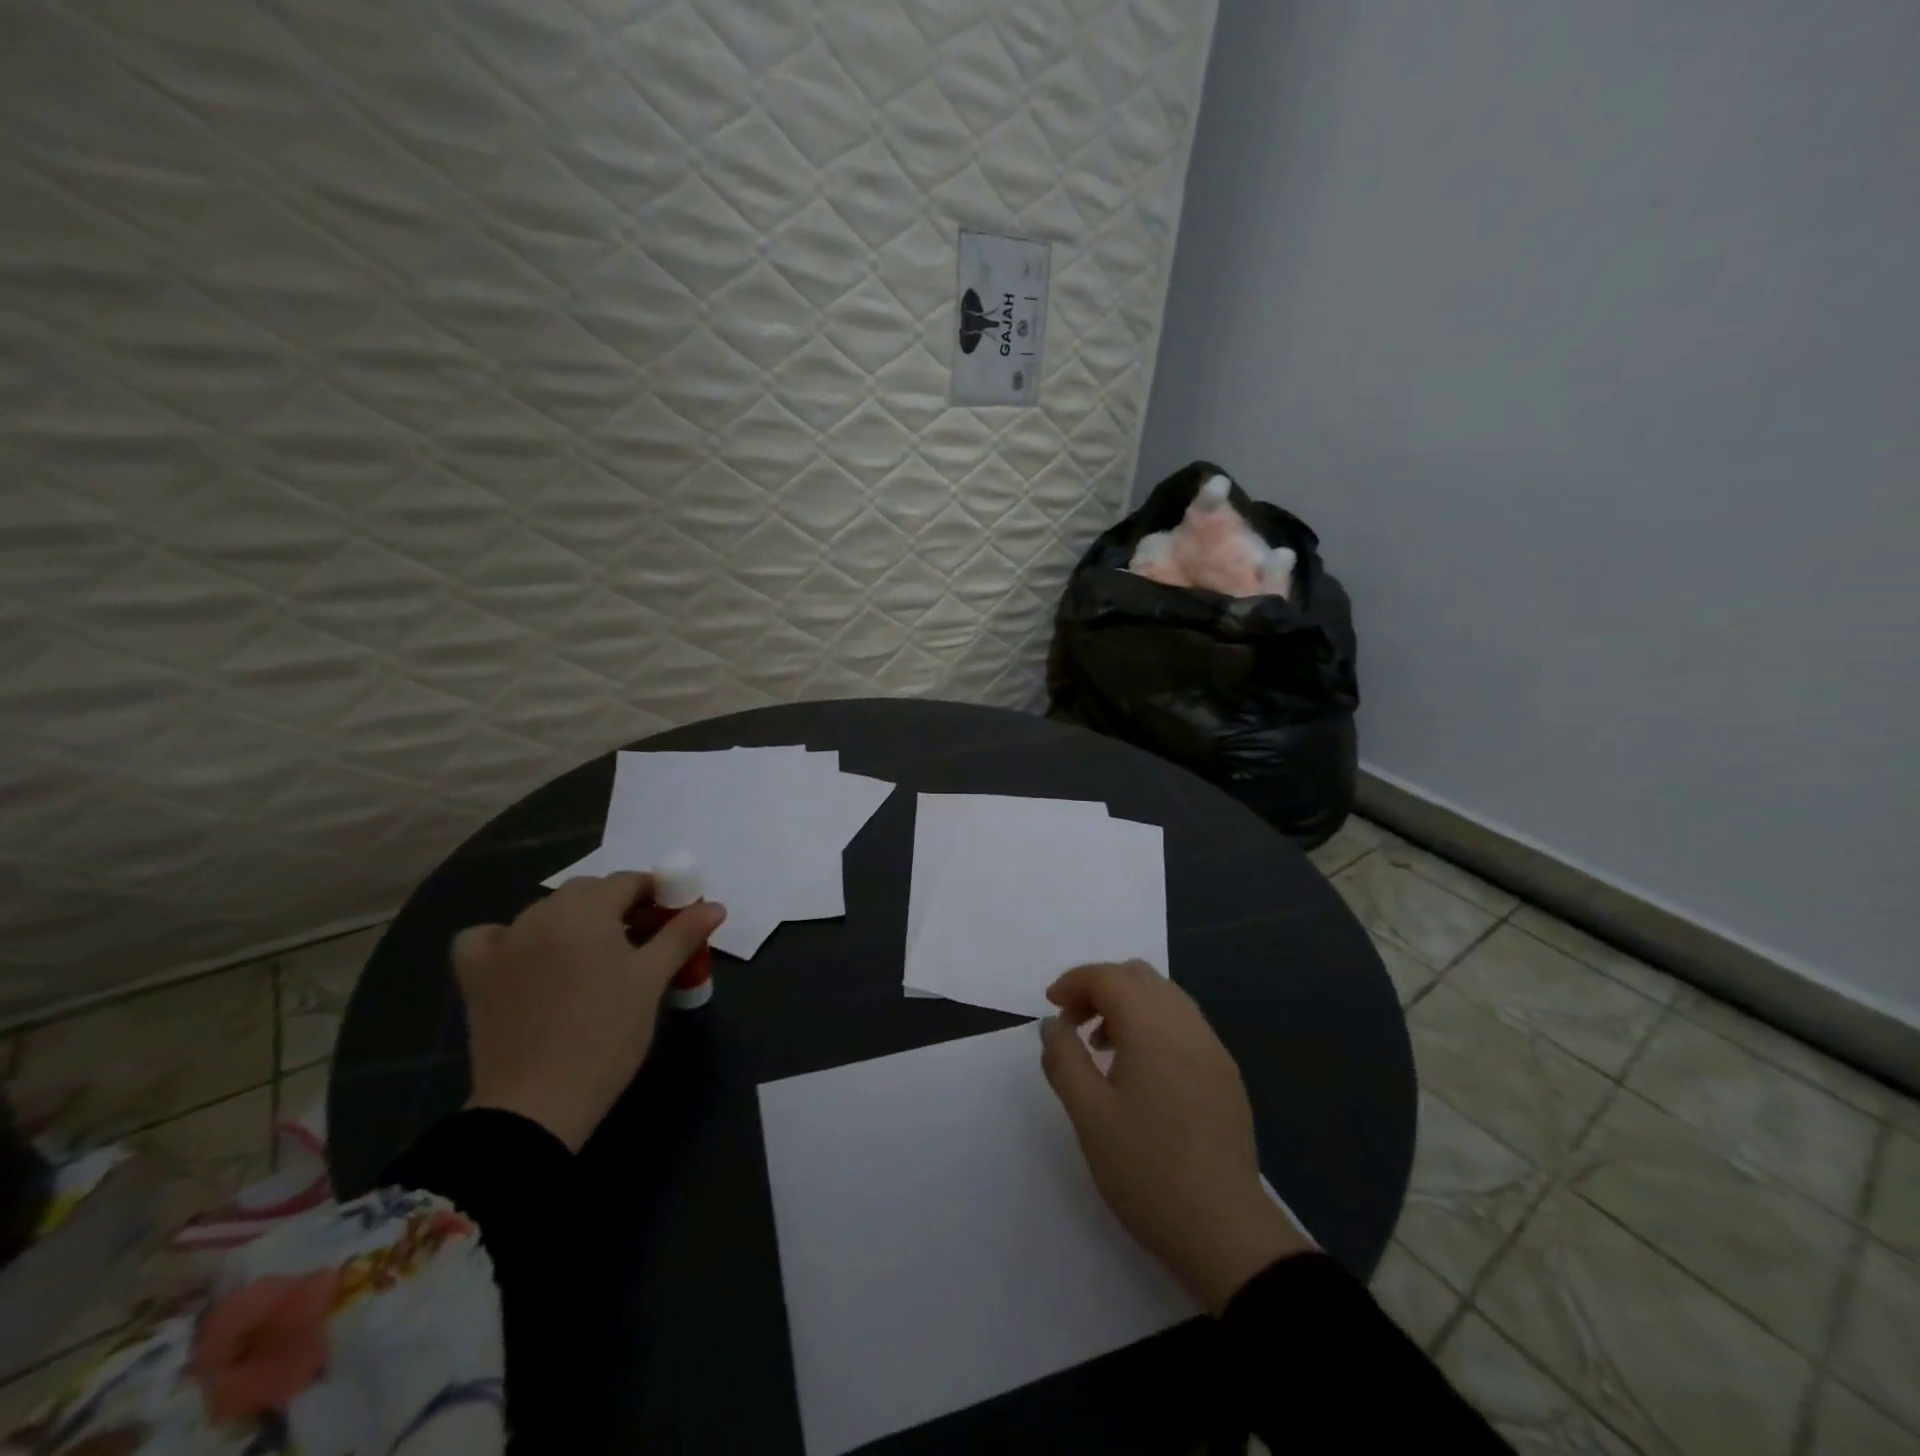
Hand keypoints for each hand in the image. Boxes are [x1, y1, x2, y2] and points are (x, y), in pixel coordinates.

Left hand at [453, 872, 725, 1152]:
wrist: (537, 1104)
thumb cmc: (607, 1034)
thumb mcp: (652, 980)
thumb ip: (682, 934)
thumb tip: (714, 906)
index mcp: (586, 910)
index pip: (629, 882)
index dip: (657, 895)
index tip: (674, 921)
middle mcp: (541, 914)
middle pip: (589, 892)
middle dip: (619, 906)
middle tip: (643, 943)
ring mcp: (503, 942)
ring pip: (548, 912)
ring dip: (575, 922)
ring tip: (595, 959)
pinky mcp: (476, 974)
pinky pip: (489, 937)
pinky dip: (510, 939)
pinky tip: (526, 958)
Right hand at [1039, 960, 1310, 1313]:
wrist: (1225, 1232)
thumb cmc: (1147, 1171)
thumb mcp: (1089, 1115)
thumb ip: (1064, 1059)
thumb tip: (1052, 1024)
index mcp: (1153, 1028)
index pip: (1109, 977)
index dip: (1074, 982)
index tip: (1050, 1007)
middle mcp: (1187, 1025)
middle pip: (1139, 977)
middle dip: (1100, 988)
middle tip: (1073, 1024)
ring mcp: (1212, 1048)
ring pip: (1165, 997)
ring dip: (1128, 1005)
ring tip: (1102, 1048)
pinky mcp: (1225, 1074)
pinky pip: (1184, 1024)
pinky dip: (1153, 1025)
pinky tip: (1139, 1071)